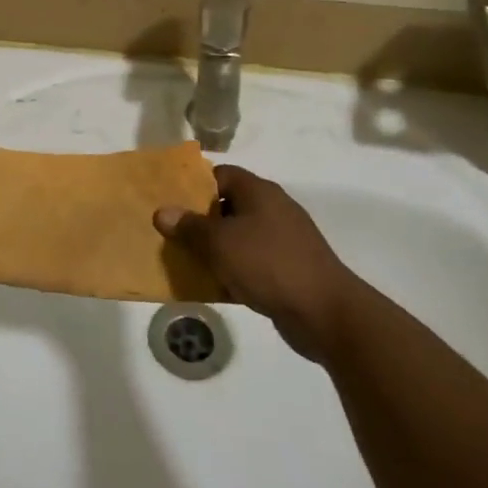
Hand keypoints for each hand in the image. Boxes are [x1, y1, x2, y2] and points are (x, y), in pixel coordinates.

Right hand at [154, 165, 360, 360]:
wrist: (324, 313)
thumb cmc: (268, 264)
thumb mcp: (219, 243)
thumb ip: (189, 226)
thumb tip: (162, 212)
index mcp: (259, 192)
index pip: (220, 174)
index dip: (194, 185)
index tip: (170, 202)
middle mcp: (273, 209)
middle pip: (228, 205)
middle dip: (199, 219)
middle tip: (172, 233)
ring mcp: (284, 240)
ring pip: (239, 236)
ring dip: (215, 248)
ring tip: (186, 260)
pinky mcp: (289, 268)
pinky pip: (252, 261)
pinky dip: (233, 269)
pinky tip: (213, 285)